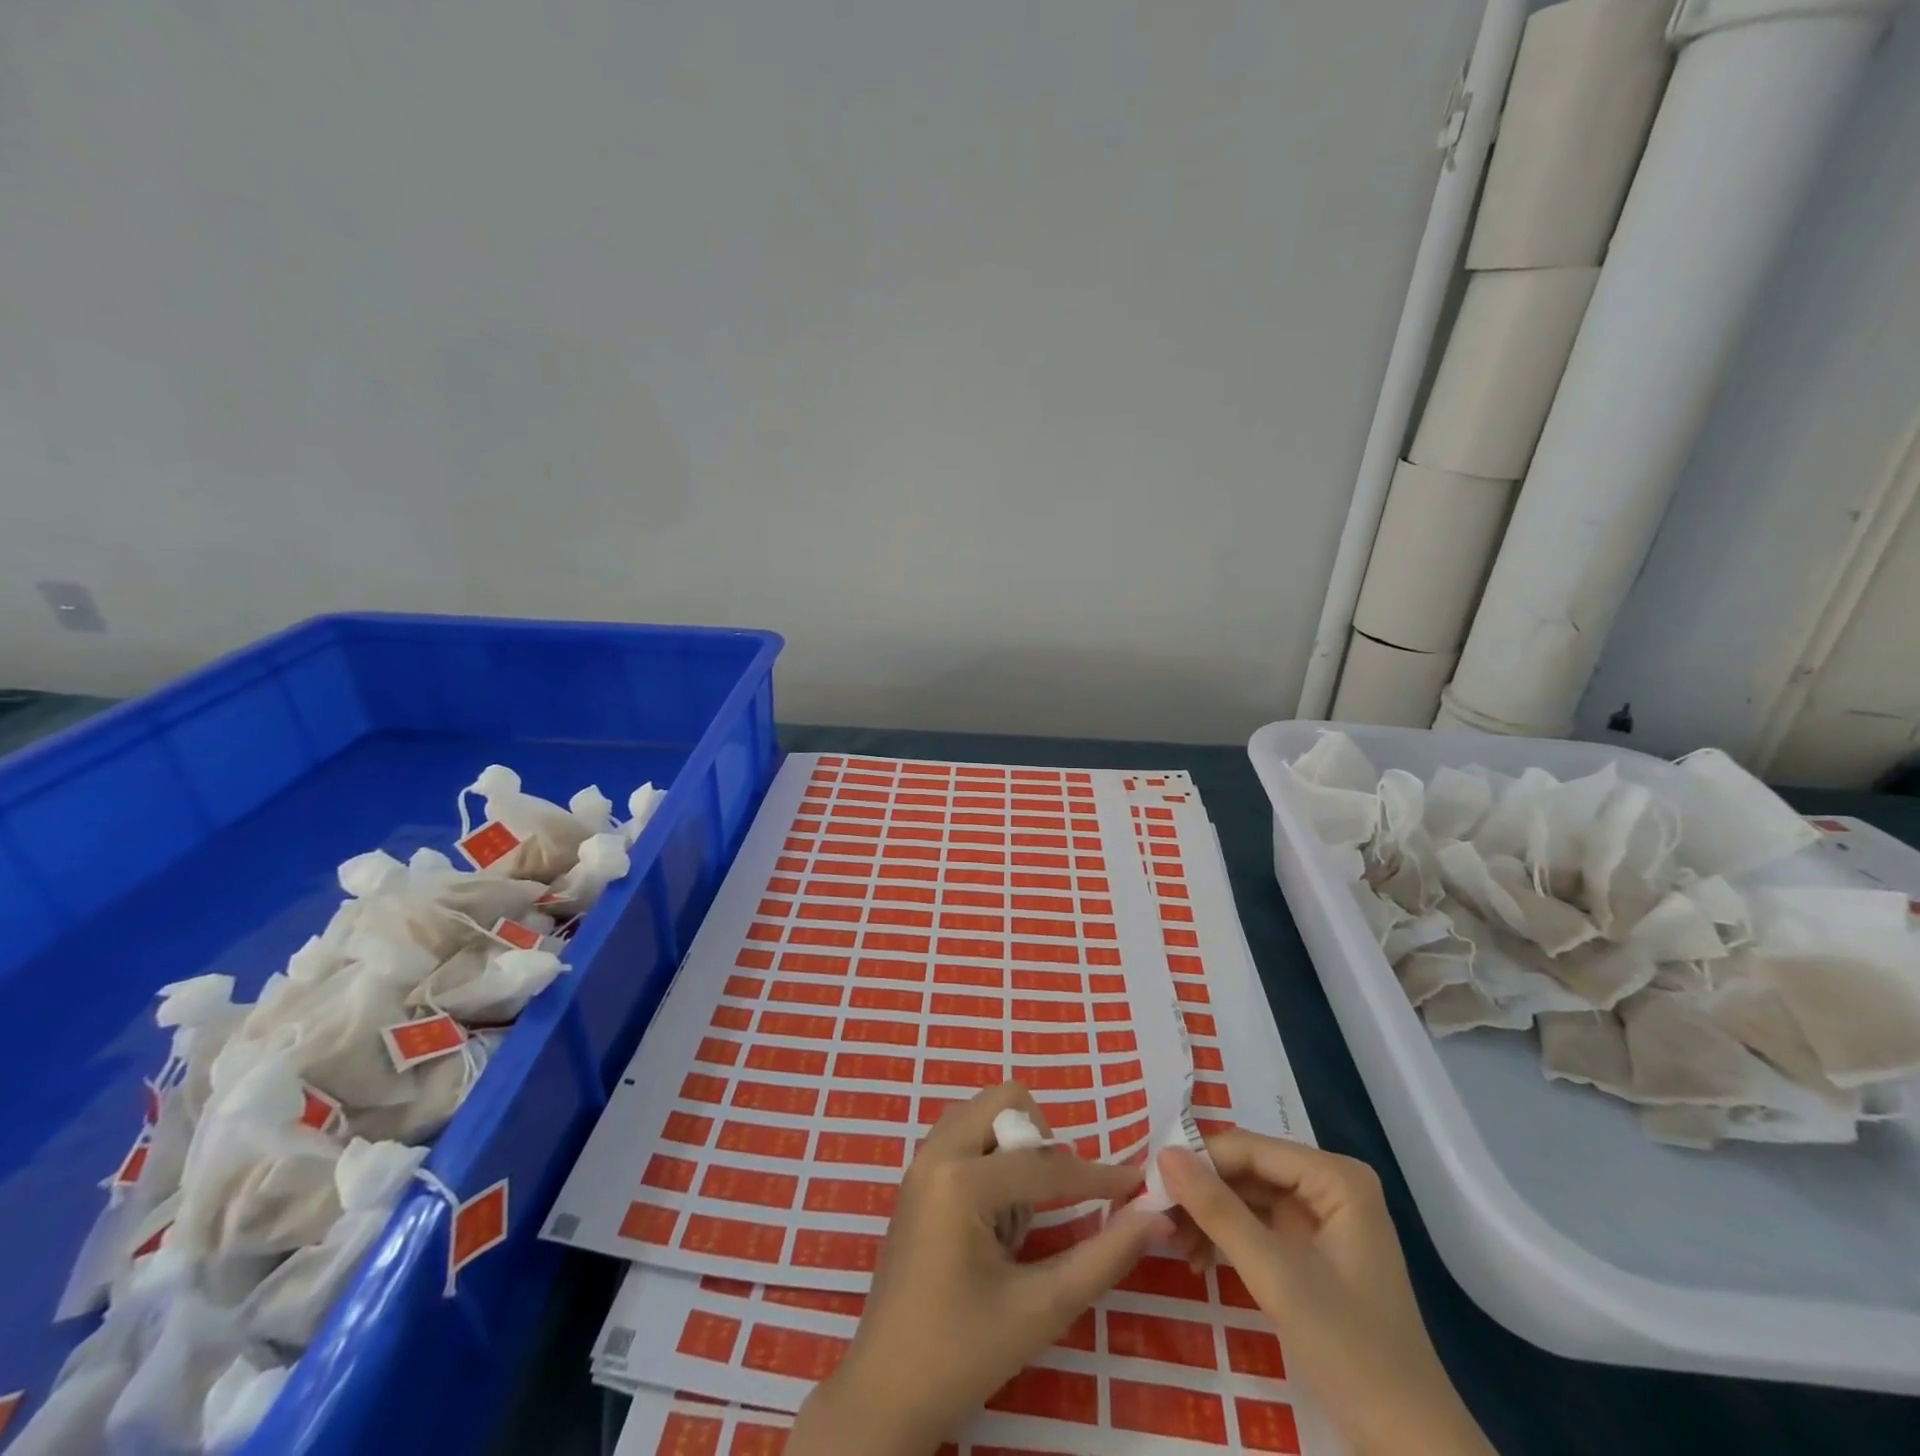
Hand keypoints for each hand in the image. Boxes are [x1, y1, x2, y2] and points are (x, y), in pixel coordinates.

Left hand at [789, 1082, 1171, 1455]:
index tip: (1139, 1184)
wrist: (886, 1391)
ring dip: (1015, 1146)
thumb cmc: (963, 1352)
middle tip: (1054, 1202)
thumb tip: (1154, 1217)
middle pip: (1007, 1101)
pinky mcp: (916, 1176)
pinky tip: (996, 1216)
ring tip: (1020, 1215)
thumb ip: (1103, 1257)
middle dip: (1042, 1143)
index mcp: (961, 1180)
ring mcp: (921, 1160)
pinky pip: (965, 1134)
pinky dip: (992, 1155)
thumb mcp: (1042, 1309)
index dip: (1099, 1177)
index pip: (1046, 1164)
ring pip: (984, 1112)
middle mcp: (936, 1152)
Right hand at [1160, 1130, 1493, 1455]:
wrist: (1413, 1451)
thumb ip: (1218, 1210)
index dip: (1197, 1161)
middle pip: (1247, 1170)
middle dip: (1200, 1191)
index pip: (1248, 1148)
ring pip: (1248, 1197)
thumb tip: (1163, 1152)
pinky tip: (1196, 1258)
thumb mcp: (1276, 1277)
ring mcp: (1324, 1220)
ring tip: (1167, 1240)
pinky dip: (1227, 1239)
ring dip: (1208, 1216)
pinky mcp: (1314, 1253)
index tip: (1148, 1182)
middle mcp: (1330, 1185)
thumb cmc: (1352, 1353)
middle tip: (1152, 1214)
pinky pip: (1259, 1226)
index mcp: (1335, 1177)